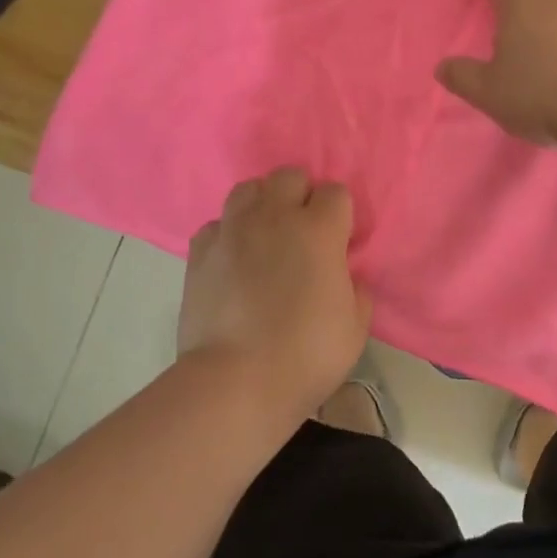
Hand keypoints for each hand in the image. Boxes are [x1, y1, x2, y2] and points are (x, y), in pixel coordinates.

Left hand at [178, 168, 370, 413]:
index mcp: (319, 229)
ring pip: (248, 189)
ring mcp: (233, 230)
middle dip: (300, 195)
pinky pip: (216, 225)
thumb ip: (357, 291)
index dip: (339, 214)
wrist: (236, 381)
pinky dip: (227, 235)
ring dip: (262, 204)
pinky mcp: (200, 252)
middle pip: (289, 176)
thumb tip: (346, 276)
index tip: (339, 240)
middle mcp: (275, 217)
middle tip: (303, 231)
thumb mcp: (355, 327)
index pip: (335, 192)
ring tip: (265, 235)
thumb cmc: (307, 354)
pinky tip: (232, 259)